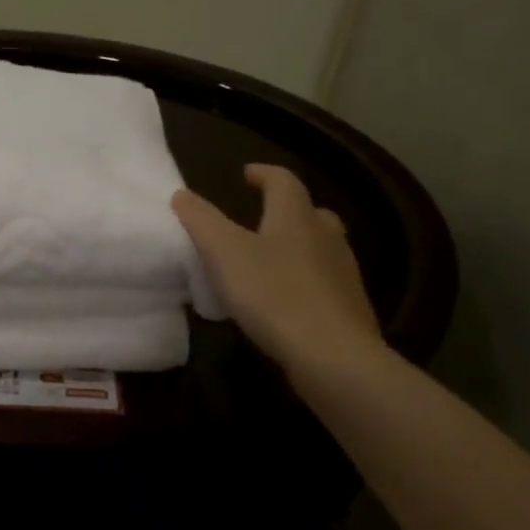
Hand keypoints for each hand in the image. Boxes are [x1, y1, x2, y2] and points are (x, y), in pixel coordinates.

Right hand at [172, 165, 381, 382]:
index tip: (247, 173)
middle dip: (287, 210)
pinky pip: (325, 282)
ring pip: (322, 247)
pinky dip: (306, 281)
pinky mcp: (349, 308)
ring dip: (299, 246)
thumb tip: (181, 194)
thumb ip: (201, 221)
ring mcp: (343, 273)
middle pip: (310, 212)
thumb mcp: (223, 253)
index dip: (264, 174)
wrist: (332, 355)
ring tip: (272, 259)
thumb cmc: (273, 294)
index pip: (283, 181)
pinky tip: (288, 300)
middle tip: (264, 217)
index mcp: (296, 217)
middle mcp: (326, 237)